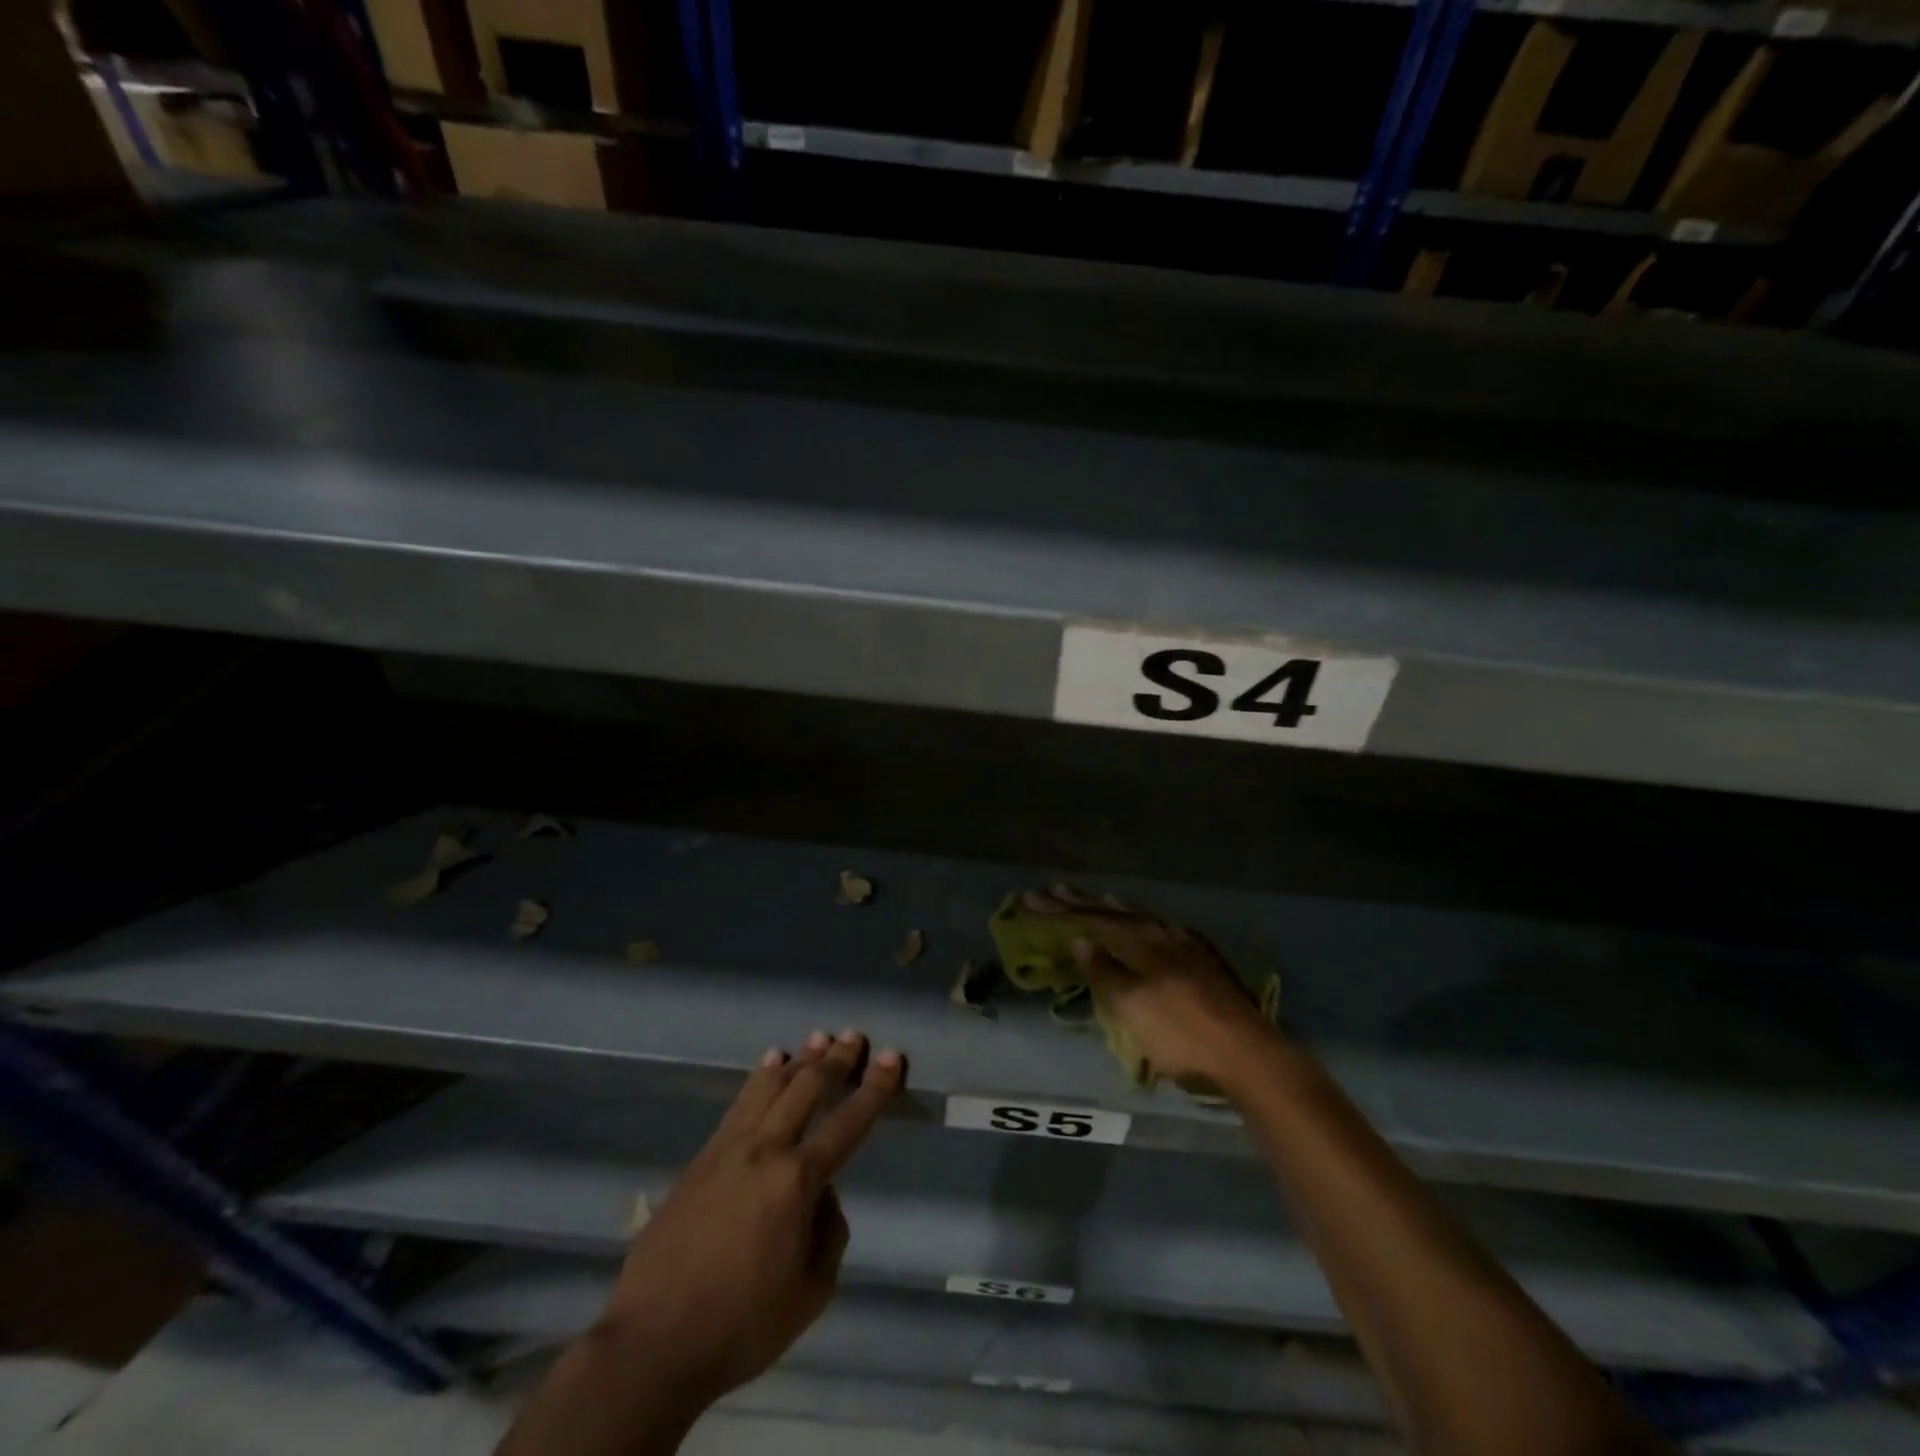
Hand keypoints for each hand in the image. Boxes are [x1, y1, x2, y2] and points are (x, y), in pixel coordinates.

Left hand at [599, 1030, 902, 1405]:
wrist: (652, 1341)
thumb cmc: (740, 1325)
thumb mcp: (810, 1294)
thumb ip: (829, 1234)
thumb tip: (822, 1195)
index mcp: (797, 1181)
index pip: (848, 1123)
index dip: (874, 1089)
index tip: (890, 1058)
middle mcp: (765, 1150)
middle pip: (806, 1088)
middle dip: (835, 1059)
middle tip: (854, 1036)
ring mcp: (728, 1149)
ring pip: (769, 1086)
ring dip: (798, 1060)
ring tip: (817, 1038)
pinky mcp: (701, 1157)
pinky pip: (739, 1104)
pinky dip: (759, 1078)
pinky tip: (768, 1066)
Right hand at [1024, 887, 1280, 1091]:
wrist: (1249, 1054)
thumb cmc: (1182, 1034)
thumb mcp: (1134, 1007)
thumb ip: (1106, 972)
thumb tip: (1081, 940)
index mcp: (1142, 941)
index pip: (1092, 919)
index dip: (1060, 911)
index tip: (1031, 898)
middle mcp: (1162, 934)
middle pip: (1115, 913)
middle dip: (1083, 903)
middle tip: (1053, 890)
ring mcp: (1186, 946)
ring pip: (1140, 918)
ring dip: (1113, 909)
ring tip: (1097, 898)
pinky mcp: (1203, 961)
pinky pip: (1159, 929)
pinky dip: (1141, 923)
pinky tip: (1145, 927)